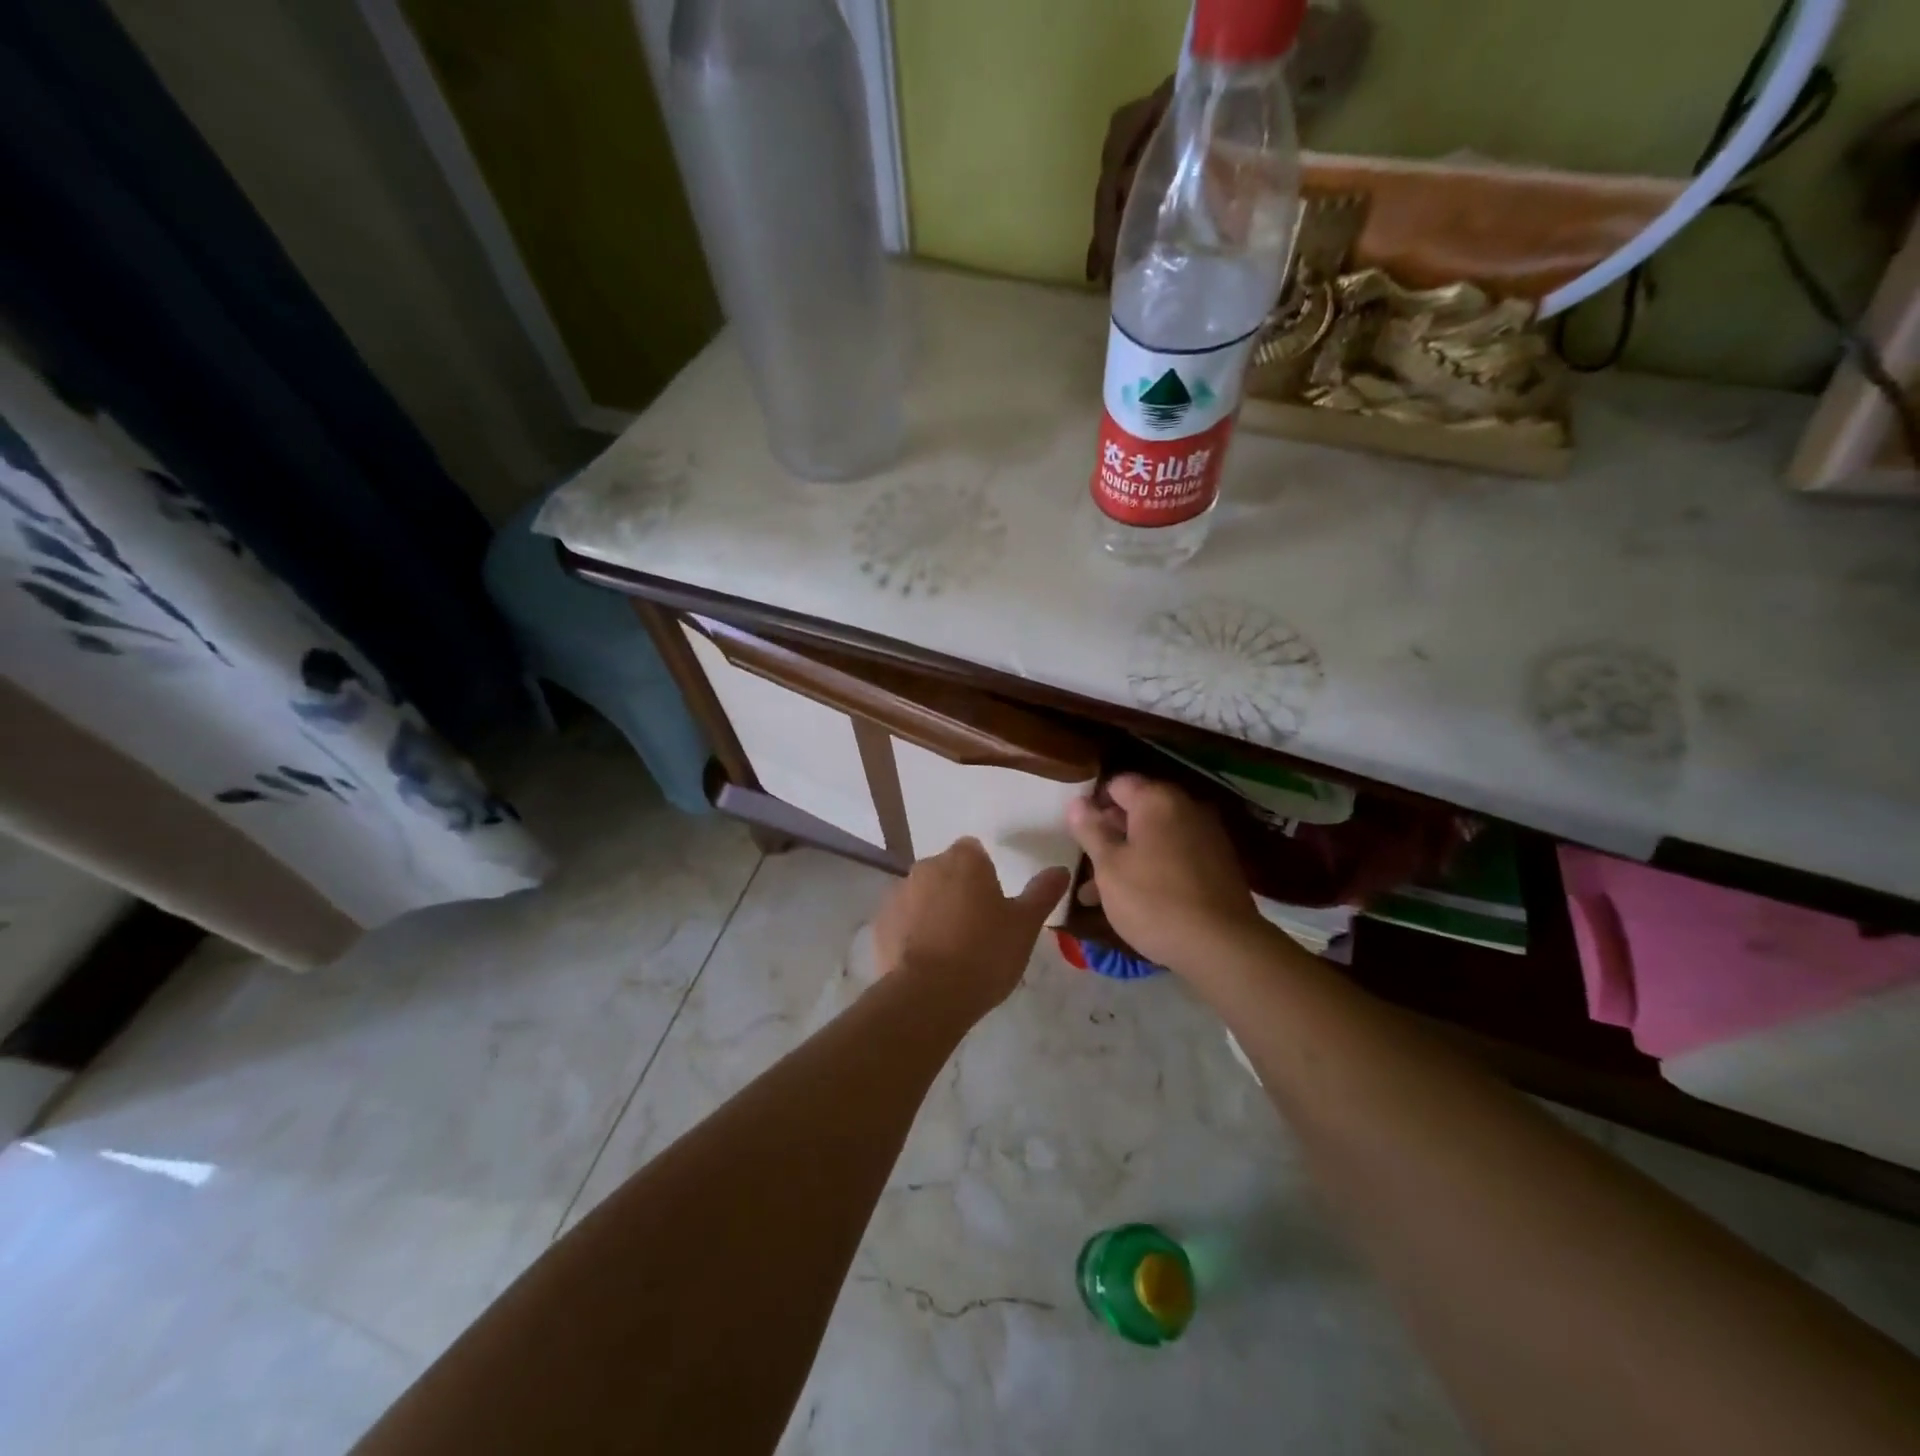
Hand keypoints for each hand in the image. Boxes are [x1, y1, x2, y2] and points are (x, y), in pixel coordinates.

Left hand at [873, 839, 1070, 1019]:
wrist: (929, 995)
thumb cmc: (985, 952)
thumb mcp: (1025, 925)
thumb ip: (1043, 892)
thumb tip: (1061, 869)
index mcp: (964, 860)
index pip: (974, 851)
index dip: (984, 874)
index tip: (994, 903)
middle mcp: (927, 867)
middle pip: (947, 871)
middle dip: (958, 890)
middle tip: (977, 928)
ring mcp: (899, 893)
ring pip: (922, 894)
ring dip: (934, 910)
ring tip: (951, 948)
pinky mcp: (881, 923)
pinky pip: (902, 920)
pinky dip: (912, 932)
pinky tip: (926, 960)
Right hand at [1067, 774, 1261, 974]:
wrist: (1223, 946)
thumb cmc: (1153, 900)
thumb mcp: (1109, 867)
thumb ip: (1091, 830)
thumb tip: (1077, 802)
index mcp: (1157, 799)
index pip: (1117, 784)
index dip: (1093, 805)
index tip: (1078, 834)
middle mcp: (1186, 807)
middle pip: (1138, 810)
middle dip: (1109, 835)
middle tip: (1086, 866)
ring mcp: (1207, 835)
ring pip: (1155, 838)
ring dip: (1128, 857)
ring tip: (1099, 894)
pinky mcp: (1219, 864)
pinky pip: (1176, 856)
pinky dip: (1154, 869)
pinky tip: (1136, 900)